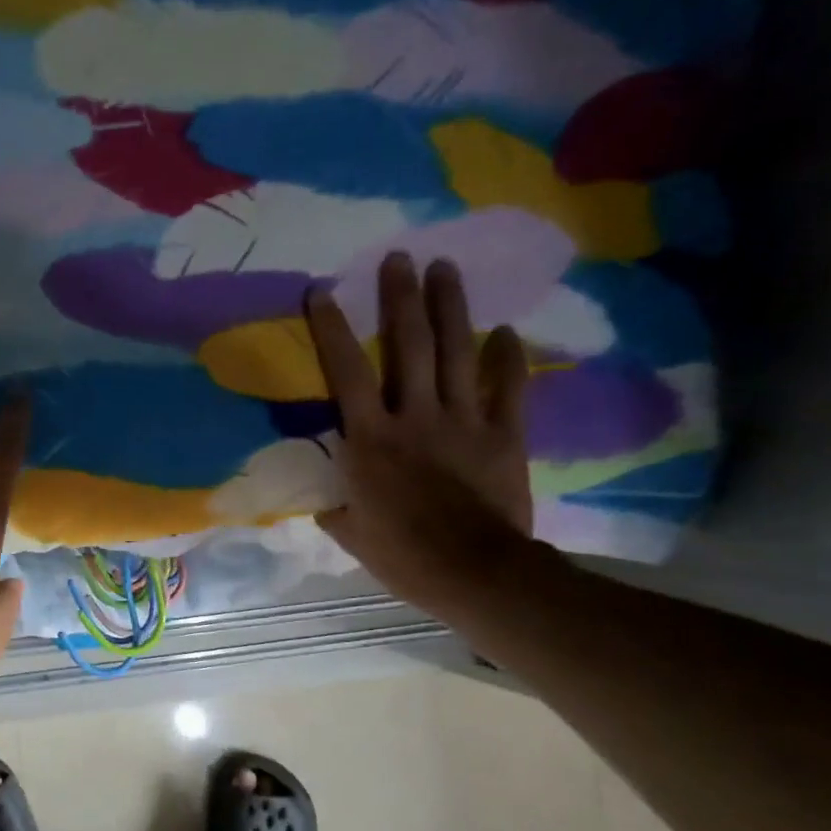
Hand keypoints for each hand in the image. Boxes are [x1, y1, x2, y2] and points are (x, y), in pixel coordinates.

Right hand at [304, 253, 533, 612]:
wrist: (475, 573)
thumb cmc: (402, 554)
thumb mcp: (351, 532)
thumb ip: (337, 505)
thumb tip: (329, 497)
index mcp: (371, 439)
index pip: (346, 373)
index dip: (332, 330)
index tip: (322, 291)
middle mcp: (415, 417)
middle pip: (411, 345)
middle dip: (402, 297)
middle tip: (400, 257)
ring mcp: (464, 422)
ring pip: (458, 353)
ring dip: (451, 308)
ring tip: (446, 268)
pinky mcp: (504, 436)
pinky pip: (509, 389)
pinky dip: (507, 359)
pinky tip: (505, 331)